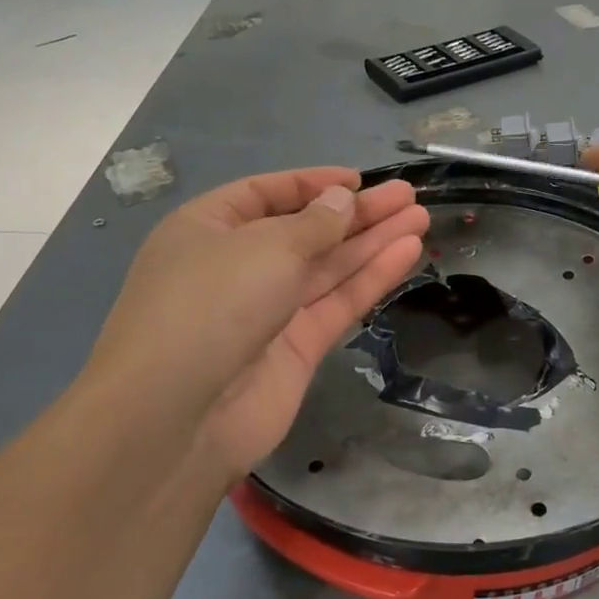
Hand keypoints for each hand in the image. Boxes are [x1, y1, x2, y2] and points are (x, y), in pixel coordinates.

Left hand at [84, 169, 427, 477]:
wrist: (178, 418)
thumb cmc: (211, 305)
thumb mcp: (266, 247)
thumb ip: (315, 224)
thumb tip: (342, 200)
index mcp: (209, 229)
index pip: (267, 194)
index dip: (313, 185)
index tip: (359, 180)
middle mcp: (238, 266)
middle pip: (307, 230)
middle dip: (357, 213)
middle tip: (408, 196)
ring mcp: (268, 310)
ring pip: (328, 267)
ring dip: (372, 242)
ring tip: (420, 218)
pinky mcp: (296, 349)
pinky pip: (337, 302)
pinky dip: (370, 278)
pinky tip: (406, 253)